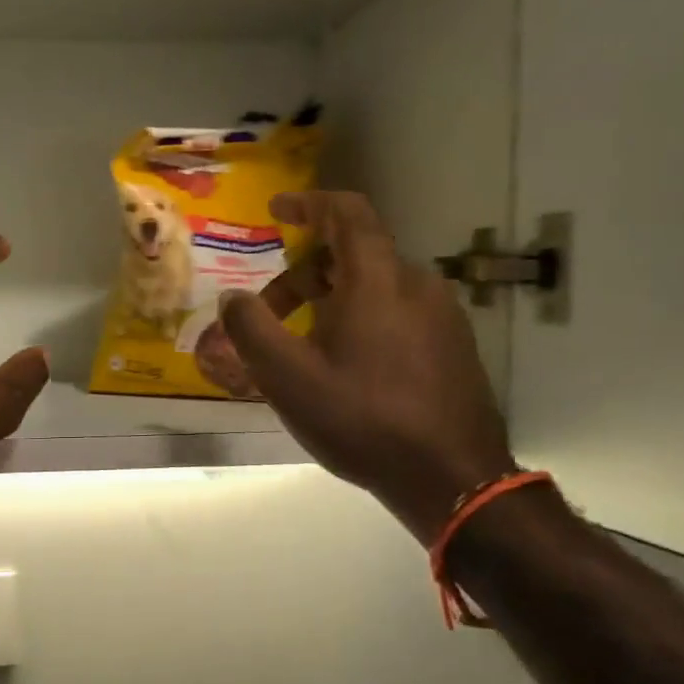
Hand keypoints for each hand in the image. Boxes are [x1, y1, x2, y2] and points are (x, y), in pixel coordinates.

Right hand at [216, 191, 514, 541]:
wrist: (452, 479)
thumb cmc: (362, 418)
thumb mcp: (287, 377)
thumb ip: (251, 328)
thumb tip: (231, 297)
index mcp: (377, 280)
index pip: (347, 214)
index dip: (309, 203)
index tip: (277, 210)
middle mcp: (416, 284)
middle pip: (352, 257)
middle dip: (301, 276)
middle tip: (266, 316)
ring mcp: (441, 316)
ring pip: (374, 288)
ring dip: (328, 302)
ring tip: (298, 348)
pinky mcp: (452, 346)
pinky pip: (396, 313)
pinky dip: (359, 320)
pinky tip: (341, 367)